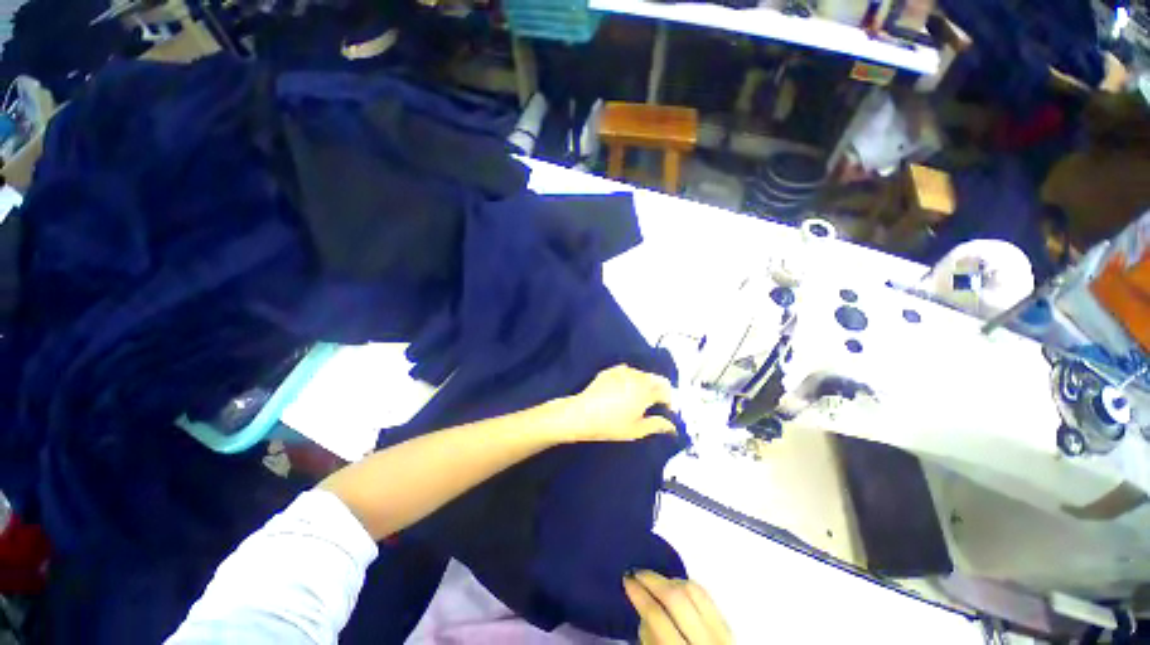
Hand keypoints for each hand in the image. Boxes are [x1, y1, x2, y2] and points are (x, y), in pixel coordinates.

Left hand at [550, 365, 675, 442]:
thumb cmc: (612, 424)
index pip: (666, 391)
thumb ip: (657, 425)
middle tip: (656, 404)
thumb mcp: (637, 430)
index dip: (670, 402)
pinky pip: (627, 371)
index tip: (667, 411)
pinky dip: (631, 378)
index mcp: (646, 390)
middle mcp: (637, 376)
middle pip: (656, 379)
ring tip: (640, 397)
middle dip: (660, 390)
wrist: (583, 414)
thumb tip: (672, 426)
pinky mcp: (610, 371)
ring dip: (646, 383)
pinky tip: (625, 389)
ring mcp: (622, 371)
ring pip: (642, 374)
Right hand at [624, 571, 732, 644]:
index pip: (658, 618)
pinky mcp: (728, 625)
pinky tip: (674, 586)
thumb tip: (643, 611)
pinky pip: (706, 595)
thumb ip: (651, 640)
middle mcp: (706, 642)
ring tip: (653, 579)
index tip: (627, 580)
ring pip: (693, 590)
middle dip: (653, 580)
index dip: (639, 595)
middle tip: (636, 572)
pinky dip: (687, 585)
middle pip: (677, 598)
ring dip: (669, 580)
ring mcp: (721, 632)